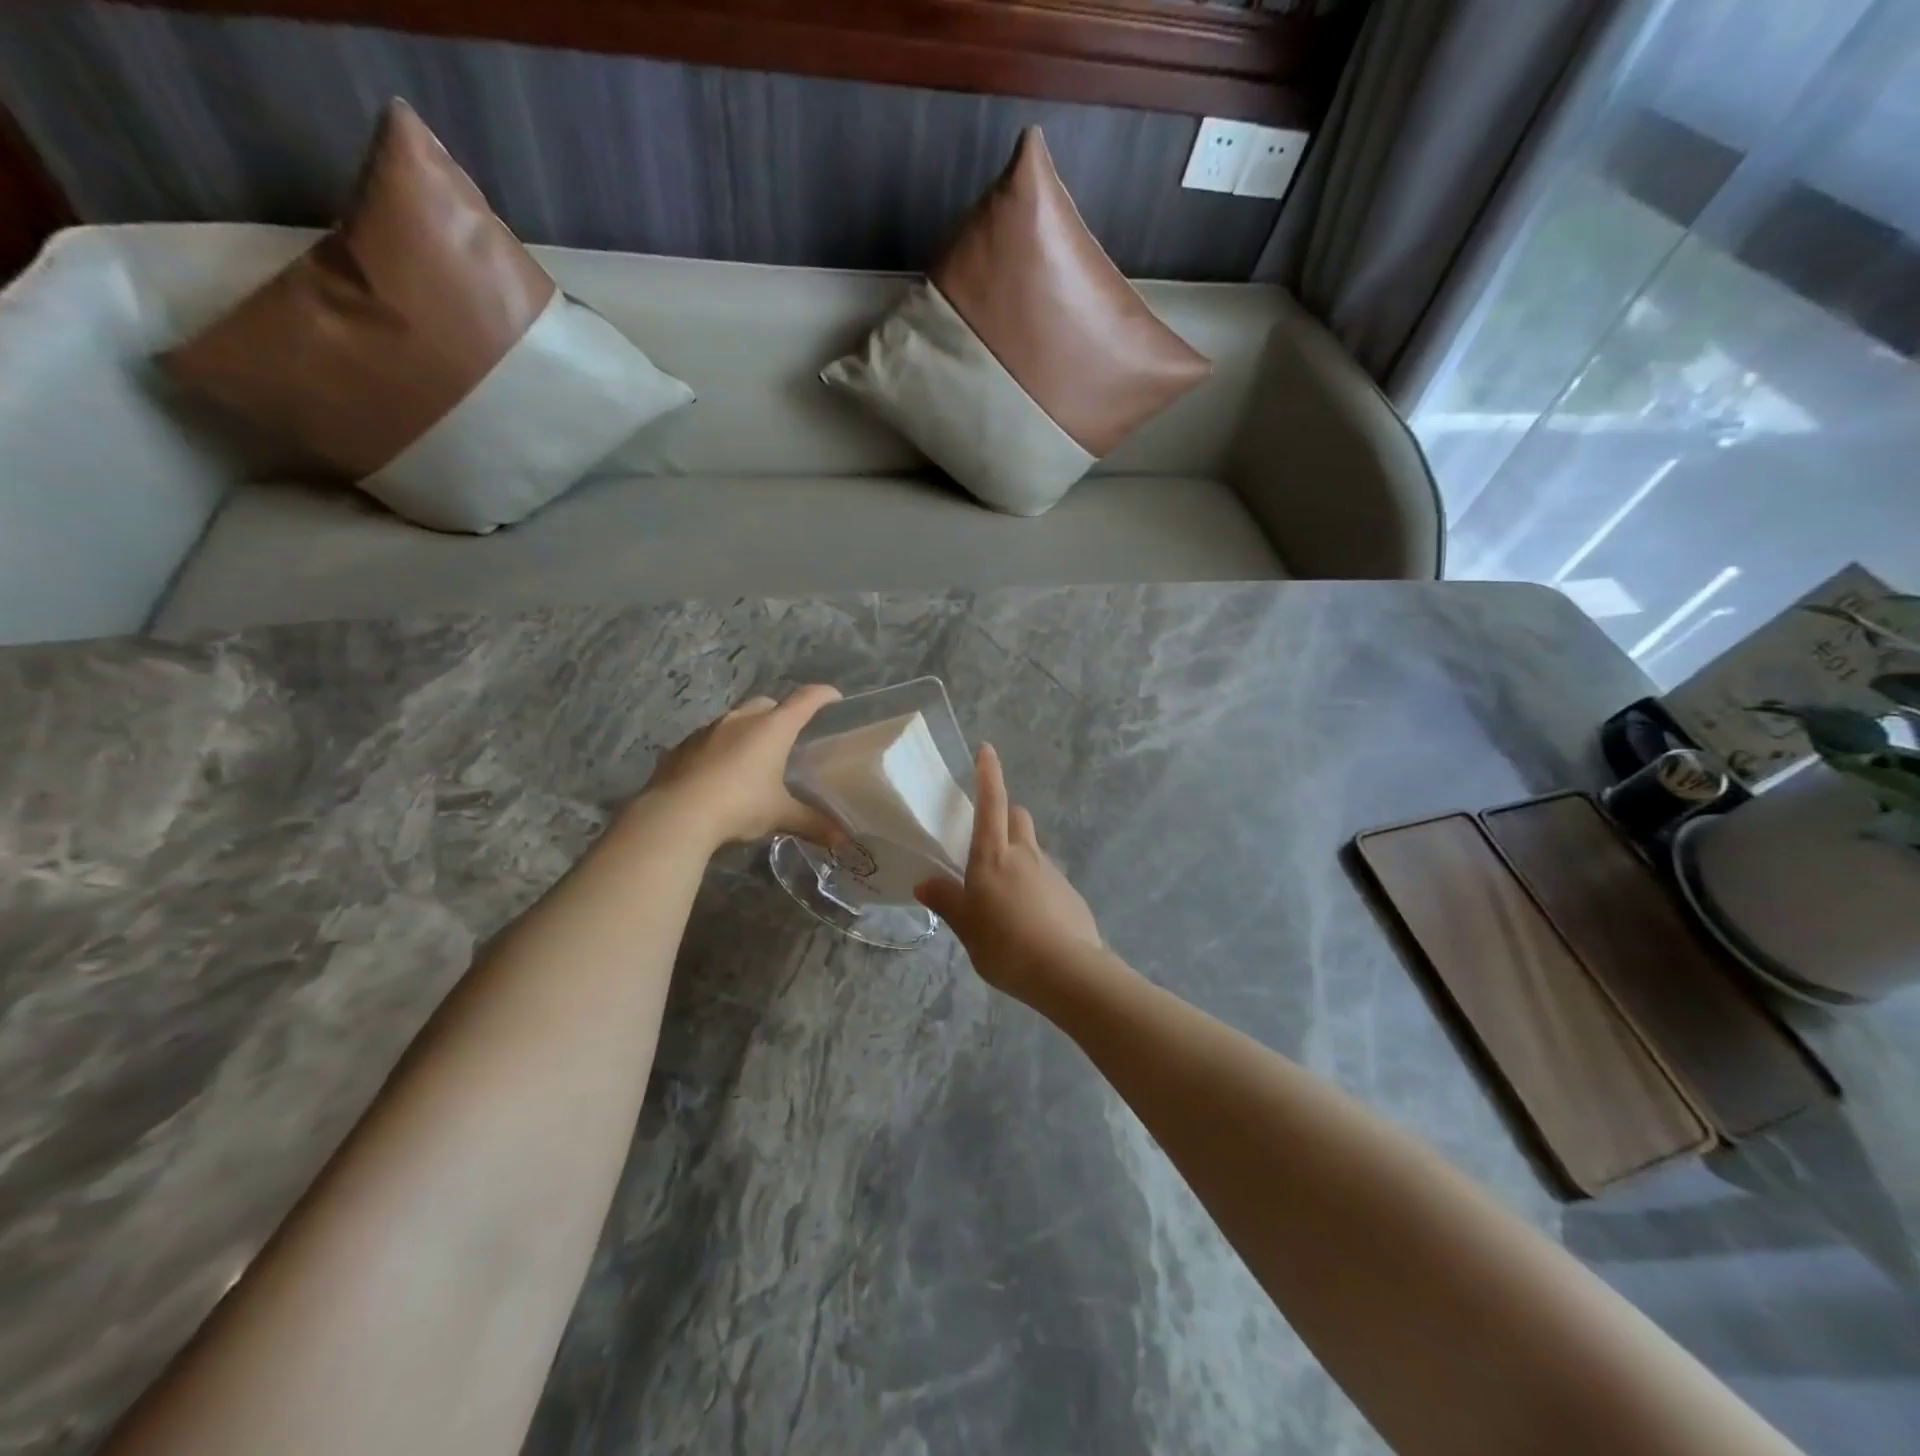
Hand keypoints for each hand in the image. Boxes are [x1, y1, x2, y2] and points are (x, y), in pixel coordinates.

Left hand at [640, 685, 842, 847]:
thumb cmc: (739, 805)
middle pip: (767, 704)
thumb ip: (812, 823)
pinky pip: (708, 739)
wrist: (675, 815)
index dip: (822, 695)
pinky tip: (719, 772)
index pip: (805, 700)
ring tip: (754, 755)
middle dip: (780, 713)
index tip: (834, 697)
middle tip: (789, 735)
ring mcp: (707, 730)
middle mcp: (741, 720)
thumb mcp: (780, 815)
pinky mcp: (681, 747)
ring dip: (747, 730)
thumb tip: (842, 839)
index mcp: (772, 728)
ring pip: (735, 720)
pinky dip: (720, 748)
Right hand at [914, 744, 1101, 1001]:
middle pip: (1017, 817)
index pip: (991, 802)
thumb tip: (924, 883)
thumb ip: (948, 902)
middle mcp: (1025, 854)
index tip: (986, 749)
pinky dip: (1033, 882)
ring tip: (1002, 892)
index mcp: (993, 856)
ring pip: (1031, 847)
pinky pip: (1045, 876)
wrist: (1067, 971)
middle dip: (1004, 814)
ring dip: (1017, 854)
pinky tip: (1027, 916)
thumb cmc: (1006, 944)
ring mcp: (1050, 872)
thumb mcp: (967, 927)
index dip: (988, 774)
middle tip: (986, 837)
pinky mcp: (1069, 893)